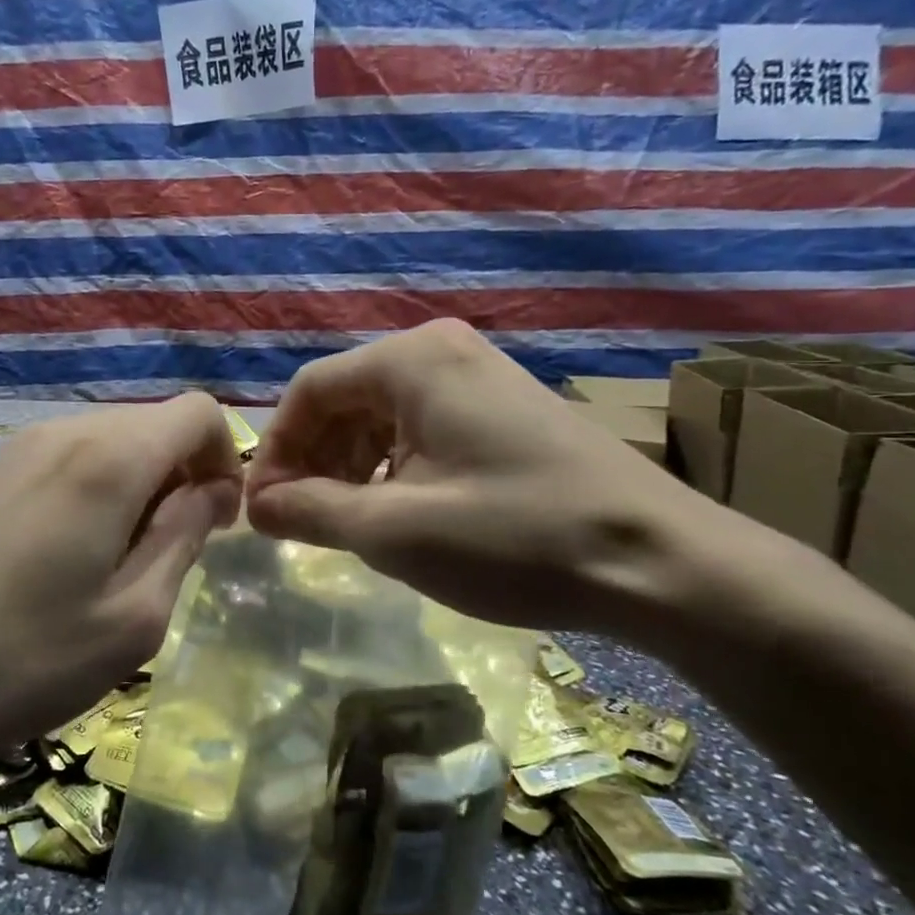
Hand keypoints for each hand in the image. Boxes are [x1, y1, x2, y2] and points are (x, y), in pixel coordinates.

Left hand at [0, 395, 242, 787]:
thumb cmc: (22, 659)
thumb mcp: (134, 617)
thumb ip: (185, 538)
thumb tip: (212, 491)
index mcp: (110, 458)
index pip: (199, 411)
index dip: (226, 459)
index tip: (216, 522)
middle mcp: (65, 431)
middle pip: (154, 424)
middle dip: (183, 475)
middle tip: (170, 554)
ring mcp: (19, 448)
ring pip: (111, 442)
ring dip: (138, 487)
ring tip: (117, 564)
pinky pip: (69, 460)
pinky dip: (96, 491)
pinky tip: (67, 558)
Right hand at [244, 320, 710, 631]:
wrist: (659, 563)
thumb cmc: (514, 538)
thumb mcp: (394, 531)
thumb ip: (310, 510)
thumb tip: (255, 505)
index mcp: (411, 360)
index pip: (309, 391)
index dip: (277, 451)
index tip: (262, 510)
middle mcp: (442, 351)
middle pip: (345, 399)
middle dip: (313, 460)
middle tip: (299, 522)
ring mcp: (479, 376)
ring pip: (382, 415)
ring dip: (350, 467)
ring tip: (345, 523)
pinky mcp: (504, 408)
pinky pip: (422, 427)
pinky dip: (393, 467)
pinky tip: (398, 511)